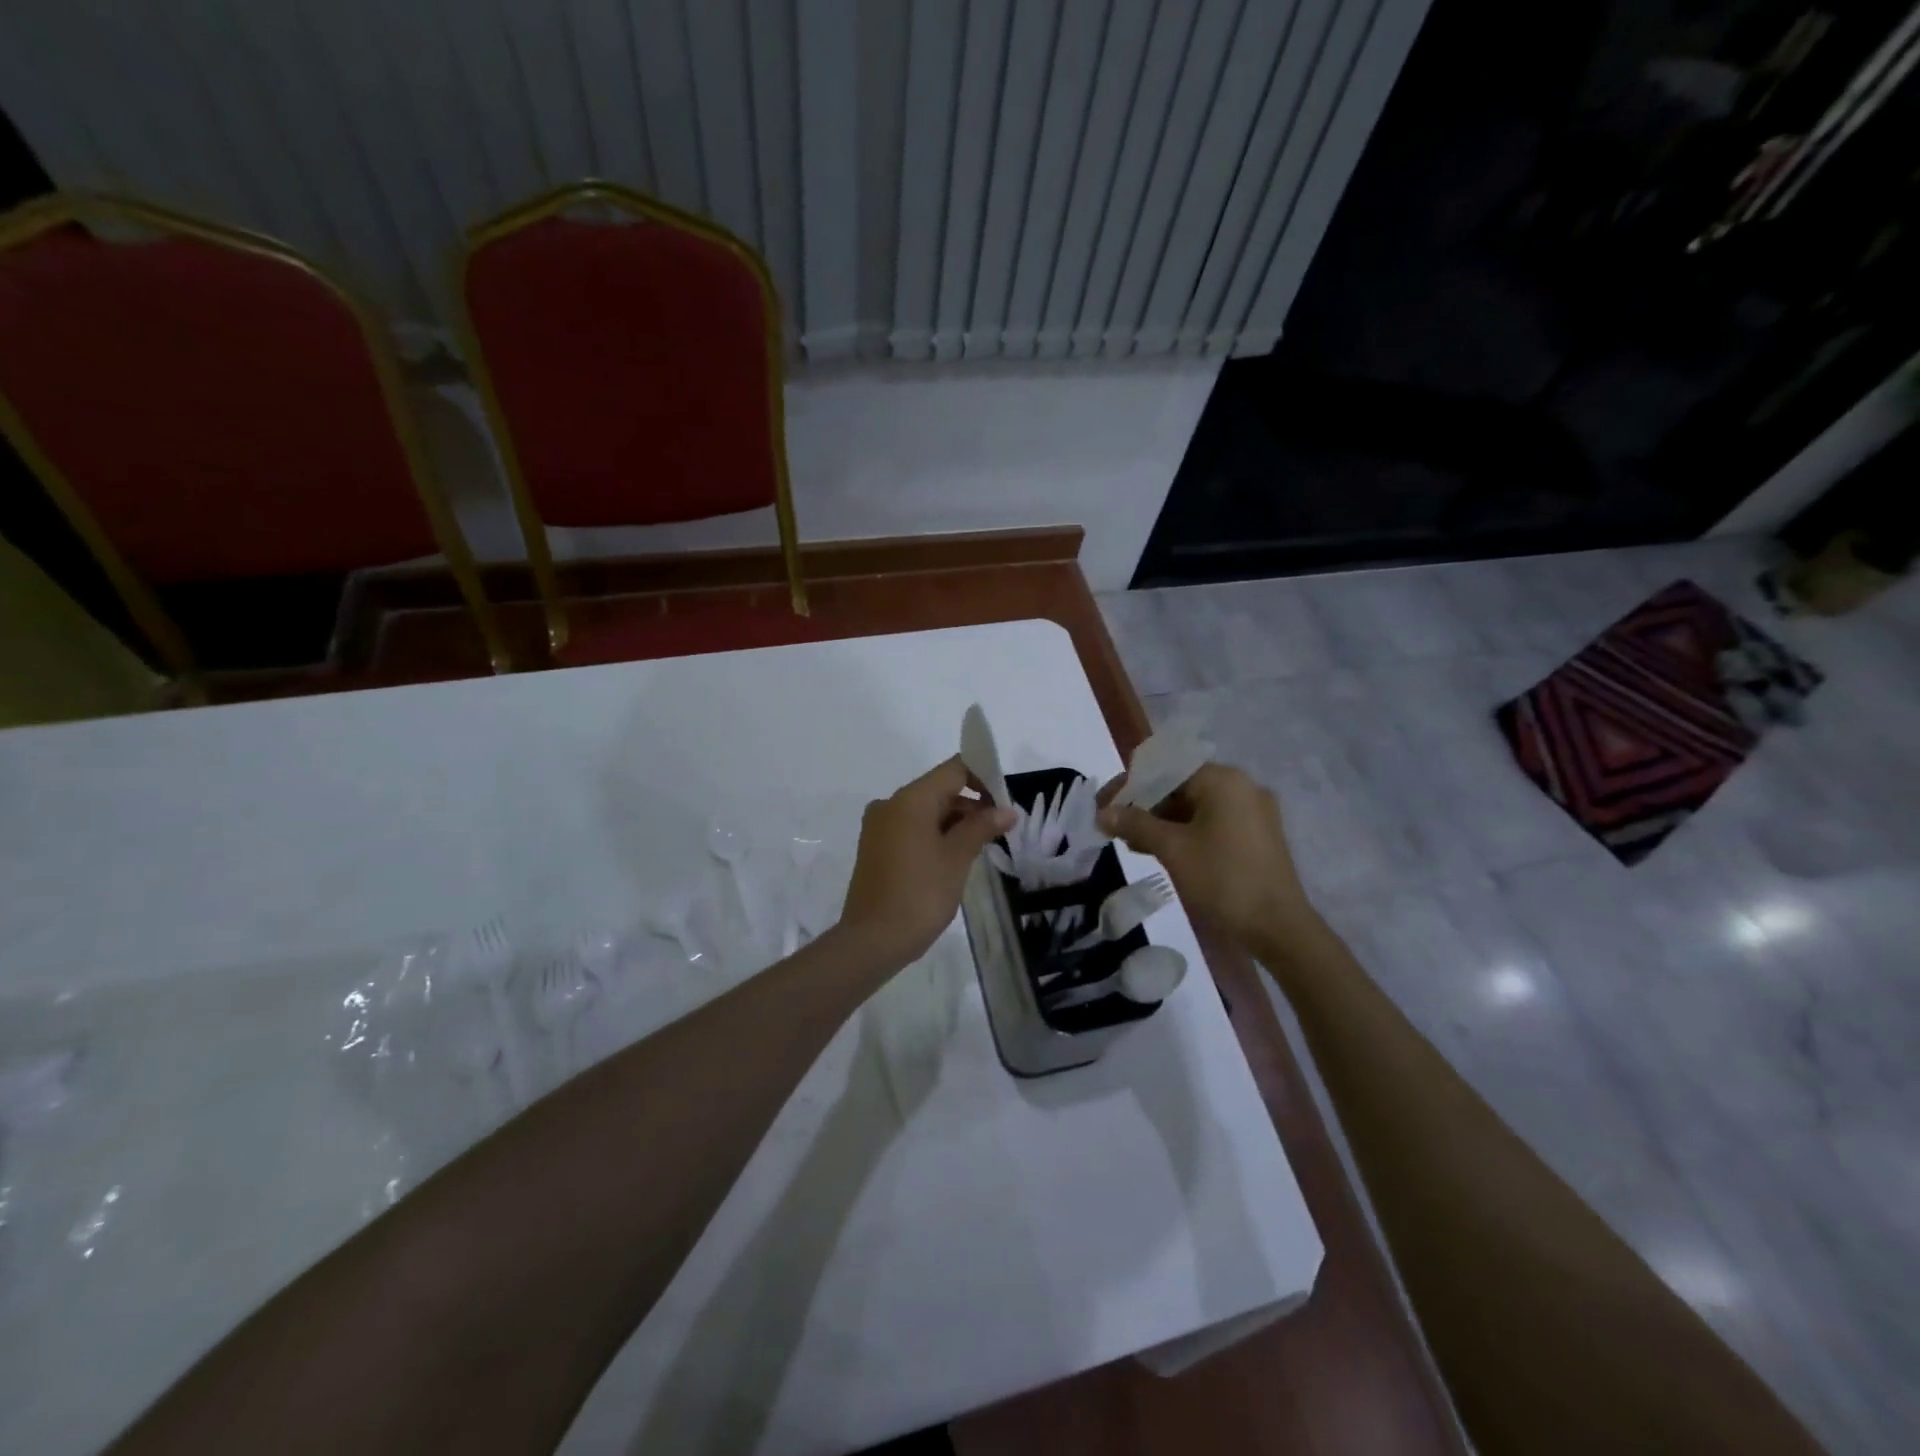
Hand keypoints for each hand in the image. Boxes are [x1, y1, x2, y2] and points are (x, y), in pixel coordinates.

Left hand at [835, 757, 1016, 973]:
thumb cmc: (920, 894)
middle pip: (939, 789)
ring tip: (982, 846)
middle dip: (971, 804)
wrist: (872, 940)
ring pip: (925, 810)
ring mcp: (879, 826)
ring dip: (955, 821)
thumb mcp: (957, 858)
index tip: (1005, 802)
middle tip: (1001, 829)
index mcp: (910, 799)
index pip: (954, 770)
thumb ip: (982, 827)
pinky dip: (935, 834)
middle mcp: (890, 804)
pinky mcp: (875, 847)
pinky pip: (911, 828)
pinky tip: (955, 857)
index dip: (983, 779)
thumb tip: (1006, 810)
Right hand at [1096, 762, 1313, 947]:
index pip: (1165, 769)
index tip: (1104, 807)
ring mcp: (1253, 812)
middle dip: (1145, 805)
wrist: (1278, 926)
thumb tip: (1102, 813)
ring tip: (1133, 843)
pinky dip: (1185, 832)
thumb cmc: (1223, 879)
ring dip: (1162, 821)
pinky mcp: (1257, 835)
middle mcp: (1241, 787)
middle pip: (1180, 785)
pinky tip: (1162, 851)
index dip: (1130, 786)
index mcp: (1223, 780)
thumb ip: (1135, 824)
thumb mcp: (1172, 849)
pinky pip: (1212, 822)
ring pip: (1195, 806)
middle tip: (1115, 827)